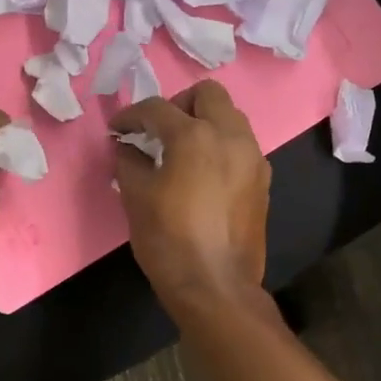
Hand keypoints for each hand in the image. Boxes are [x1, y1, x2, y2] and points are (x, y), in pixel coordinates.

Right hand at [110, 81, 270, 315]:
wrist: (216, 286)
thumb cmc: (168, 239)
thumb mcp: (136, 197)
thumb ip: (129, 161)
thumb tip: (128, 146)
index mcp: (195, 135)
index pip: (157, 108)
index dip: (131, 116)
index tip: (118, 131)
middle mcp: (231, 136)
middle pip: (207, 94)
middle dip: (178, 104)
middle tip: (158, 131)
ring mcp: (253, 157)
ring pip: (230, 117)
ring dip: (204, 122)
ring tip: (181, 150)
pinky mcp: (263, 180)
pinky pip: (241, 145)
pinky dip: (220, 145)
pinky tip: (203, 173)